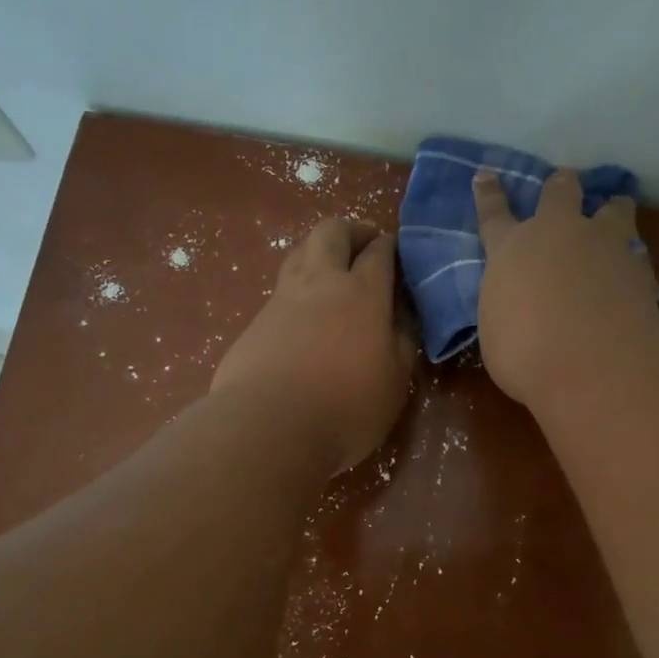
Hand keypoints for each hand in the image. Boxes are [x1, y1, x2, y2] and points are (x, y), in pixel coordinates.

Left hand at [212, 218, 414, 470]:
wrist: (268, 426)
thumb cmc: (347, 407)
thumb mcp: (395, 381)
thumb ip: (402, 342)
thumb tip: (403, 316)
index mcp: (363, 293)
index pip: (380, 252)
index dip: (390, 247)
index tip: (397, 254)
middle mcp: (321, 283)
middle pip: (332, 232)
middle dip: (351, 230)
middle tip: (364, 245)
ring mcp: (282, 300)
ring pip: (299, 253)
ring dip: (319, 251)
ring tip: (332, 271)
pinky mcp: (255, 323)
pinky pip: (280, 290)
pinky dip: (298, 288)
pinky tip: (304, 315)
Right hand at [473, 168, 658, 408]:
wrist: (593, 361)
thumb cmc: (525, 354)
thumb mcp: (498, 334)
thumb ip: (509, 309)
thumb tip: (521, 309)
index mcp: (511, 250)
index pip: (494, 214)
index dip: (489, 194)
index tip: (487, 174)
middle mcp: (557, 233)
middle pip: (560, 191)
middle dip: (561, 187)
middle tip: (565, 187)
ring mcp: (604, 243)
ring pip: (614, 208)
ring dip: (612, 210)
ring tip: (616, 214)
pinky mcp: (640, 265)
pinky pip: (639, 254)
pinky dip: (636, 263)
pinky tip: (639, 277)